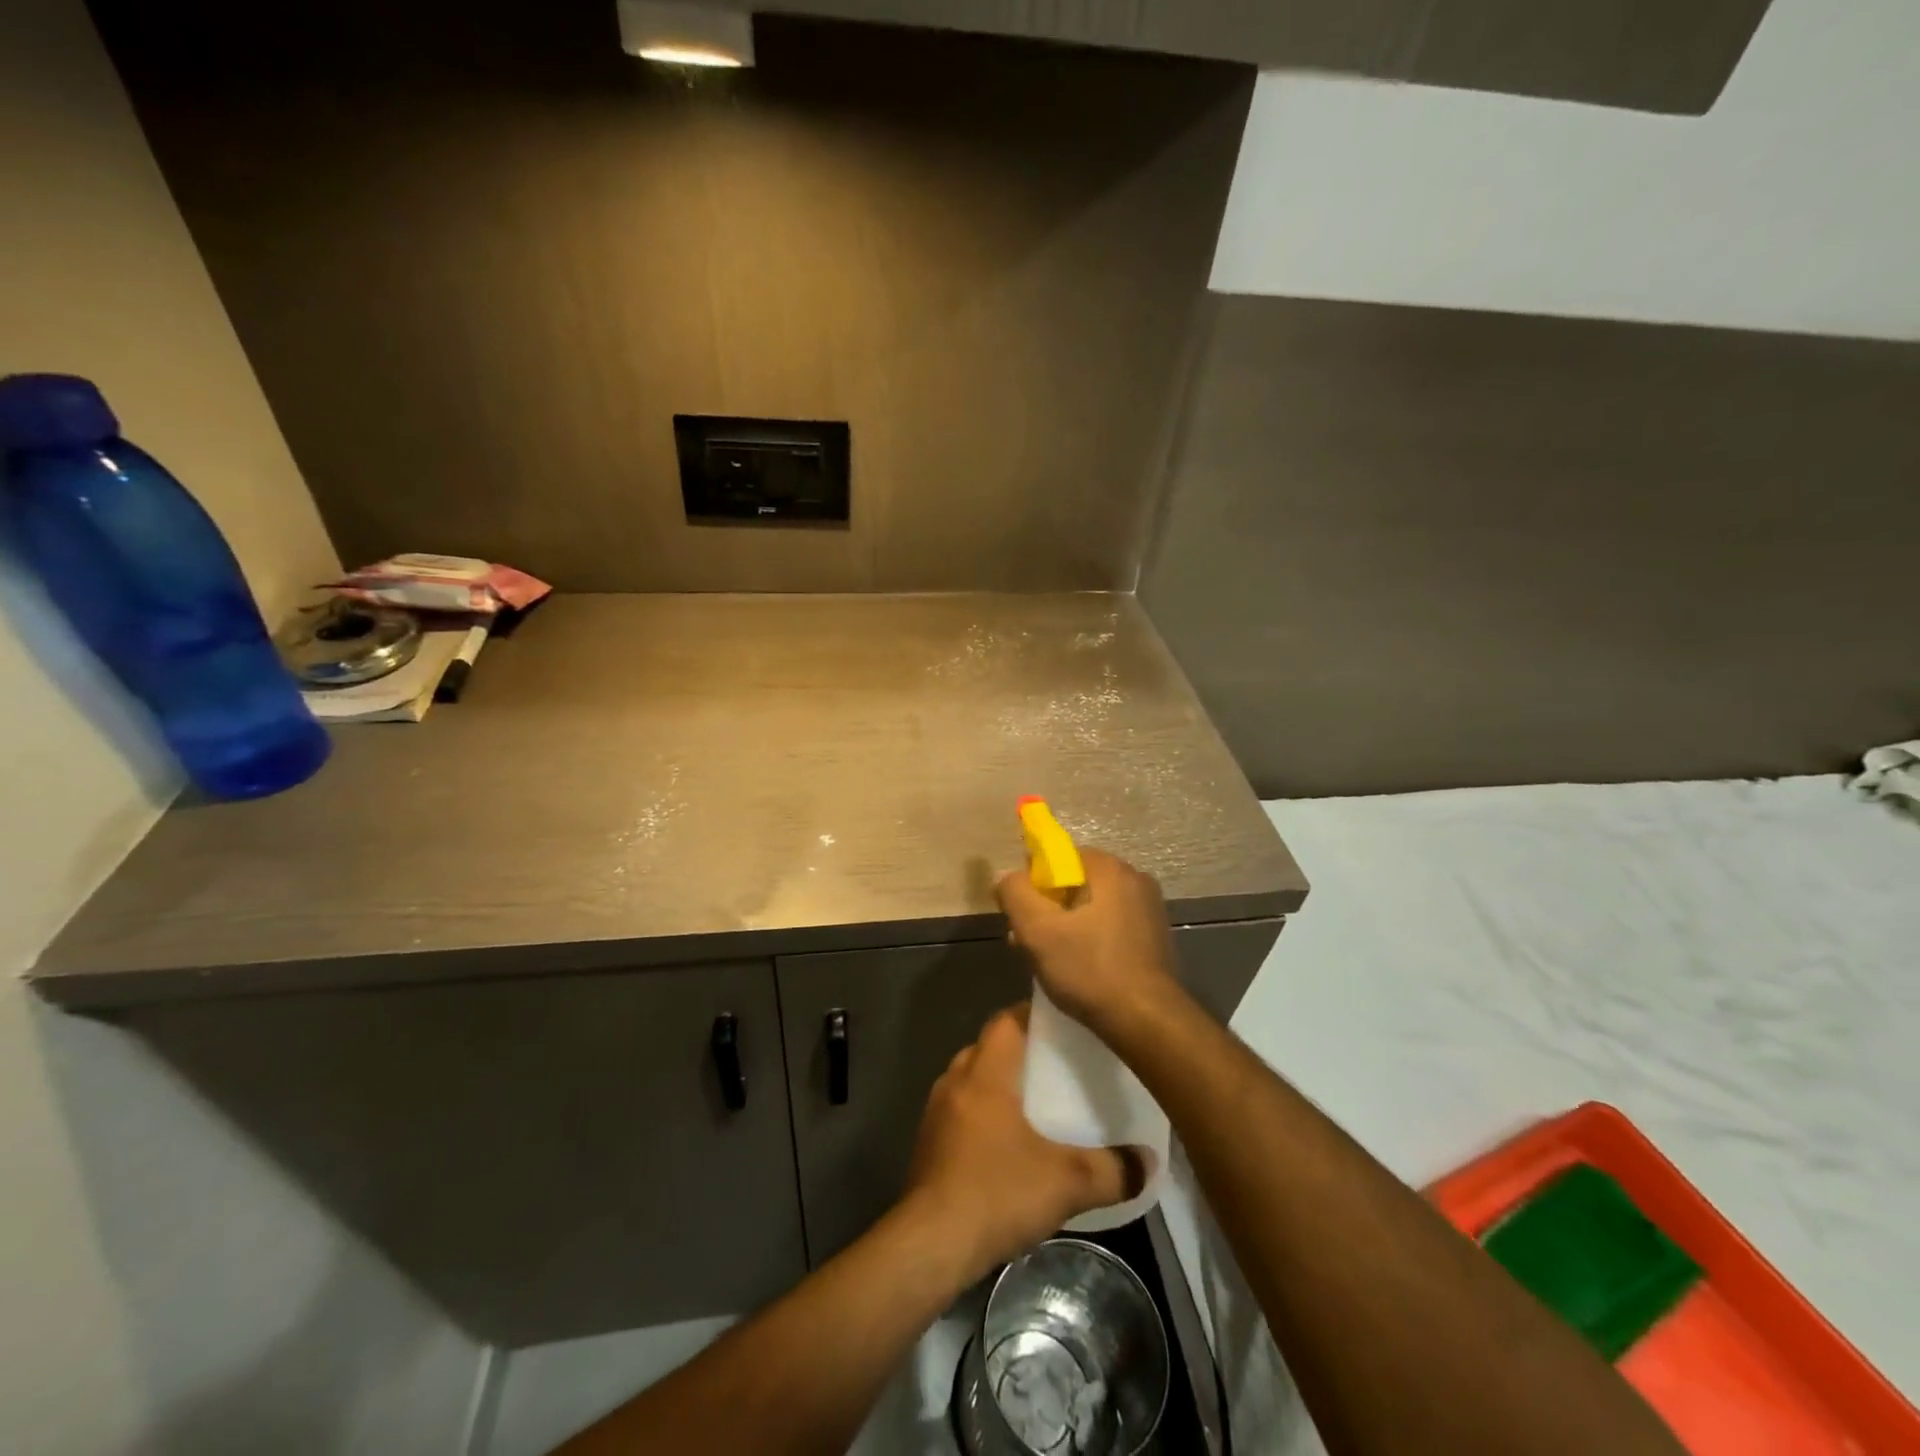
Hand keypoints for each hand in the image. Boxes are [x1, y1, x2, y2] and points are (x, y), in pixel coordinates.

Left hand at [904, 1005, 1142, 1281]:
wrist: (930, 1245)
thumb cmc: (996, 1192)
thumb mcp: (1067, 1182)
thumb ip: (1113, 1169)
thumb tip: (1149, 1163)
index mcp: (985, 1072)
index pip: (1006, 1020)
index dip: (1034, 1015)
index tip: (1064, 1025)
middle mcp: (955, 1080)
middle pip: (989, 1048)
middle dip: (1021, 1051)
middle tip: (1058, 1065)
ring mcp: (937, 1112)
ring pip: (972, 1080)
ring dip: (999, 1085)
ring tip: (1037, 1103)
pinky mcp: (928, 1143)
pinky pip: (961, 1111)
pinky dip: (983, 1115)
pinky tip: (1007, 1144)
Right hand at [995, 848, 1182, 1035]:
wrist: (1148, 1021)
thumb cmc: (1089, 970)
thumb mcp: (1037, 930)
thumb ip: (1014, 892)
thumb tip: (1008, 878)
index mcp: (1109, 868)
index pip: (1059, 857)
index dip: (1033, 883)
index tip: (1022, 916)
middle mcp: (1135, 878)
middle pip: (1075, 882)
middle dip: (1048, 908)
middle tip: (1030, 942)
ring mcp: (1150, 908)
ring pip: (1092, 906)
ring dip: (1067, 926)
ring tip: (1051, 961)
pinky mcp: (1156, 936)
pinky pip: (1111, 925)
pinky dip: (1091, 939)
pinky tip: (1081, 969)